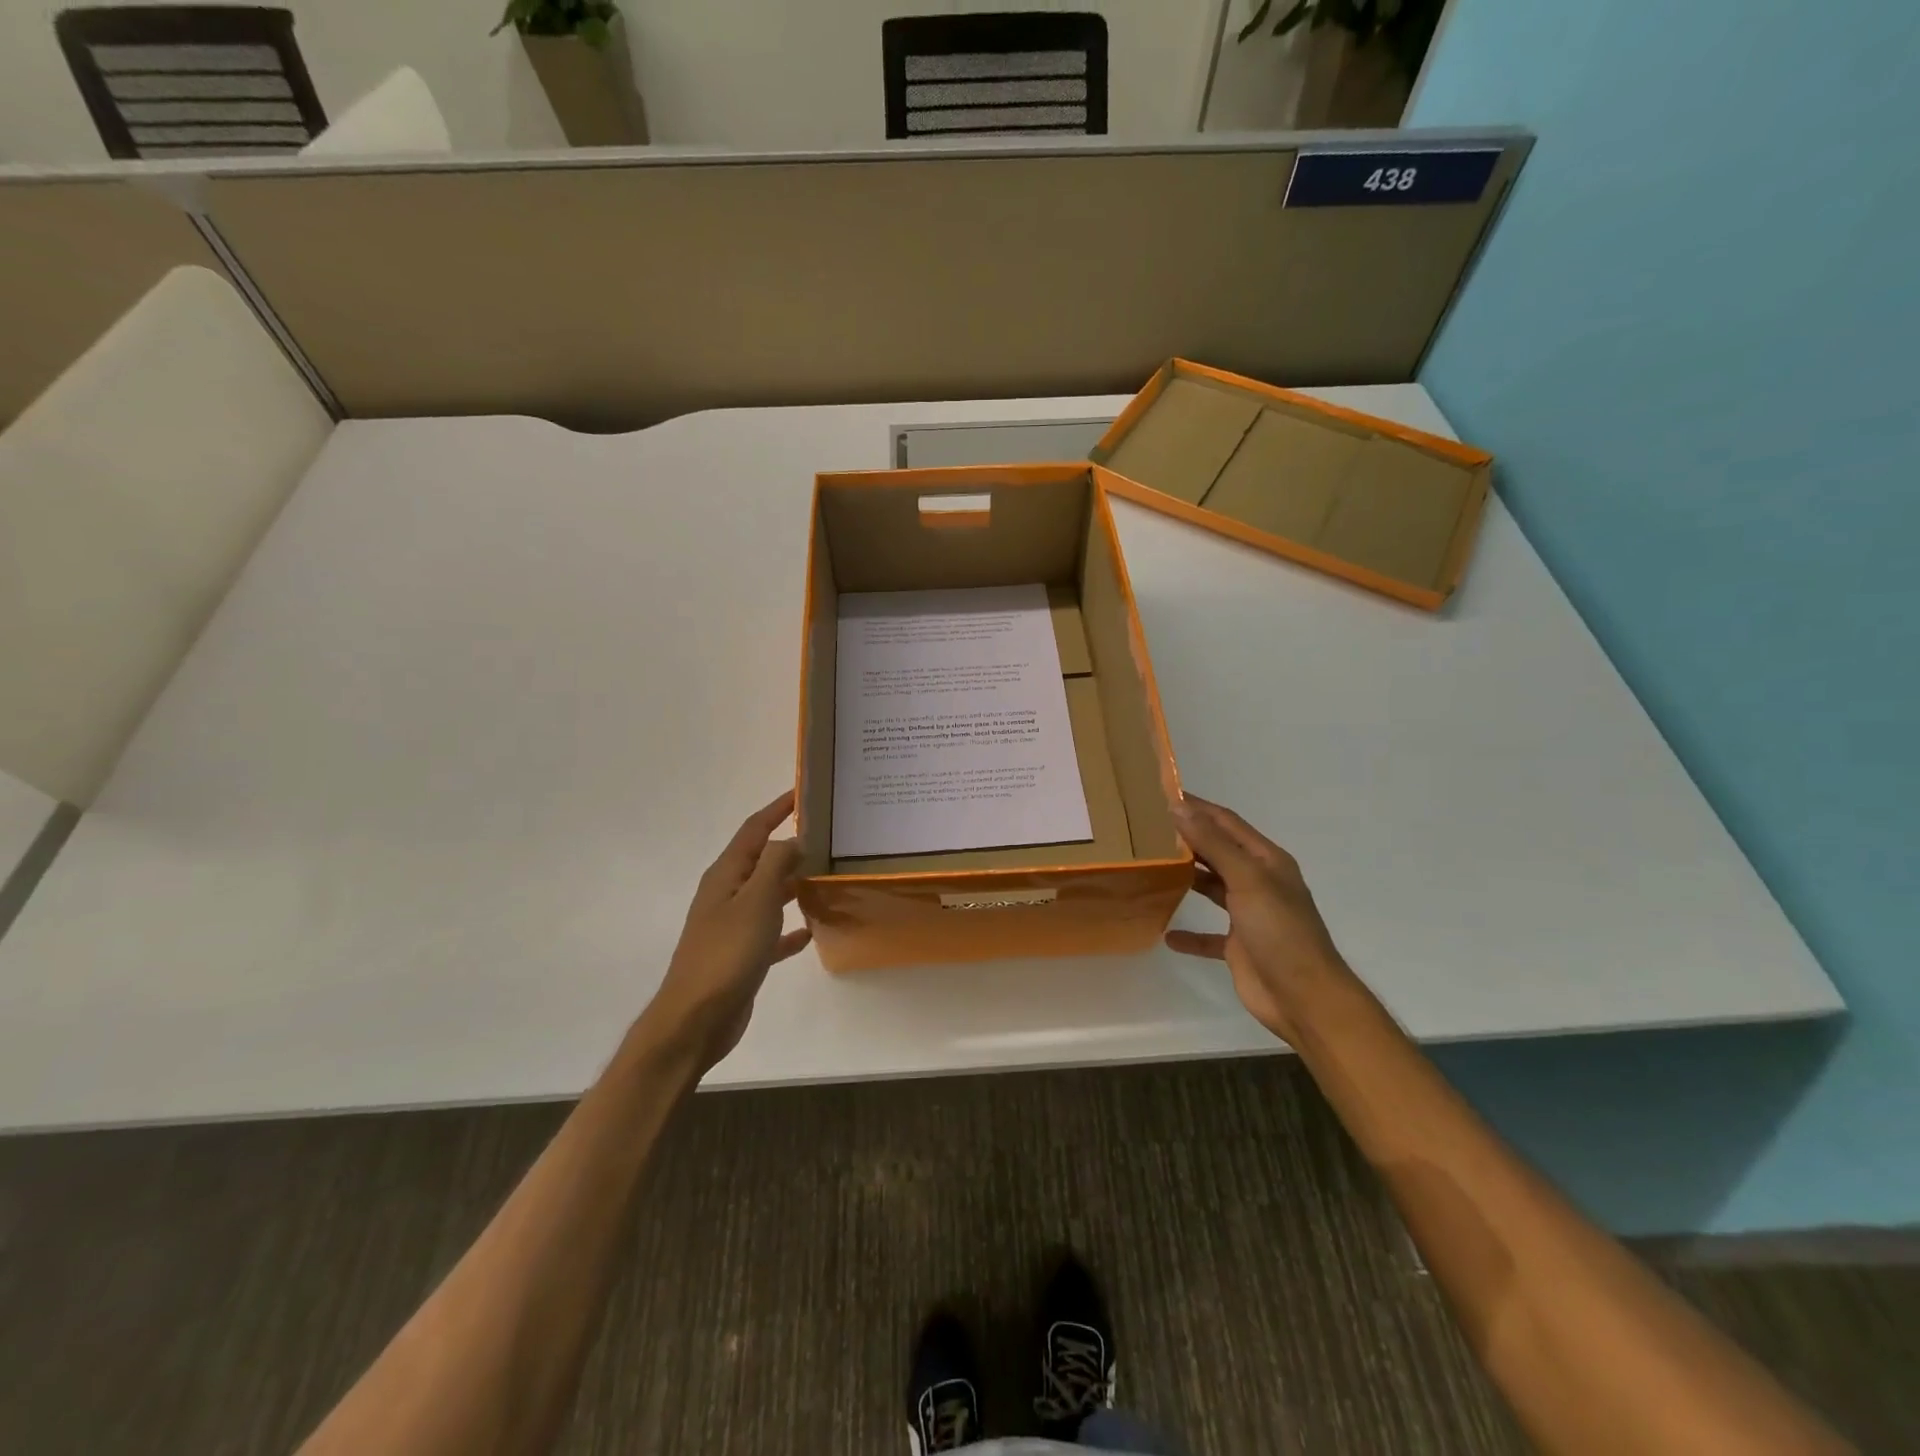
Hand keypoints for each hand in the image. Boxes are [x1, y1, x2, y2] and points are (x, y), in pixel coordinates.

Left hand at [644, 790, 812, 1071]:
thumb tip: (792, 839)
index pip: (754, 830)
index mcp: (726, 875)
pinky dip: (789, 927)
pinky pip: (771, 931)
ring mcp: (732, 925)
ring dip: (793, 884)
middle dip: (791, 845)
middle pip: (762, 860)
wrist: (696, 1019)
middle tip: (828, 837)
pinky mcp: (741, 955)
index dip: (777, 809)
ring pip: (768, 894)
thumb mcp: (755, 902)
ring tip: (827, 877)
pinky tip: (811, 930)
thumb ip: (775, 865)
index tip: (804, 793)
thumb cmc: (726, 954)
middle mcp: (727, 894)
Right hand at [1166, 794, 1348, 1042]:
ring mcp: (1249, 915)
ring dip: (1186, 878)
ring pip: (1212, 887)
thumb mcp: (1248, 880)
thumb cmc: (1280, 931)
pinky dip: (1189, 933)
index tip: (1160, 795)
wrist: (1305, 998)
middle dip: (1187, 839)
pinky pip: (1208, 934)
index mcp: (1267, 861)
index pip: (1226, 822)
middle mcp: (1258, 882)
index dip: (1196, 807)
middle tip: (1146, 828)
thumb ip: (1214, 844)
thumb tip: (1179, 807)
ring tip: (1150, 866)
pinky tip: (1166, 934)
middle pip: (1218, 851)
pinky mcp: (1238, 946)